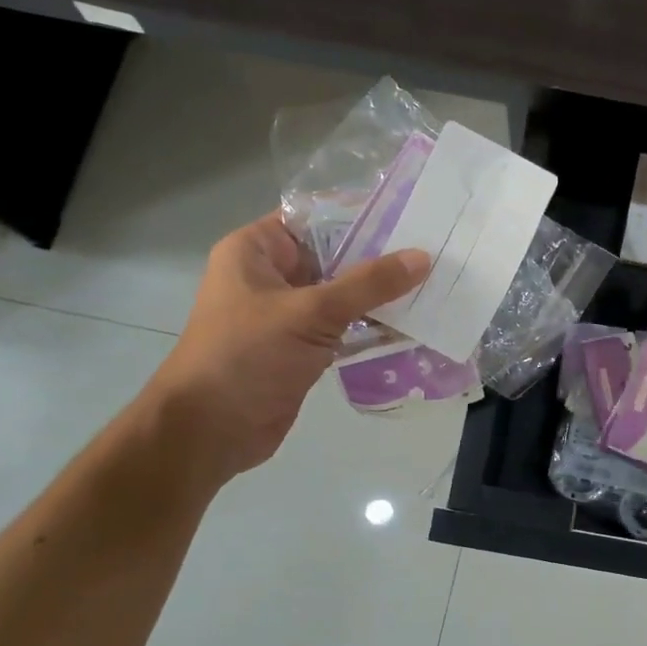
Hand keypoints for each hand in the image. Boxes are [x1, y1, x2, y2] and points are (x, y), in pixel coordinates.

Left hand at [142, 213, 428, 480]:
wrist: (211, 431)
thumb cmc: (247, 356)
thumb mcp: (310, 312)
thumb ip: (368, 284)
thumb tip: (422, 257)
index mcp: (256, 251)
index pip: (315, 217)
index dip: (360, 214)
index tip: (411, 214)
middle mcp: (272, 276)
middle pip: (334, 256)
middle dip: (381, 258)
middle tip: (435, 252)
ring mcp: (288, 315)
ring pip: (343, 295)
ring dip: (381, 296)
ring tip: (435, 286)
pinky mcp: (303, 348)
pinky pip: (345, 328)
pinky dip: (373, 327)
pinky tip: (414, 325)